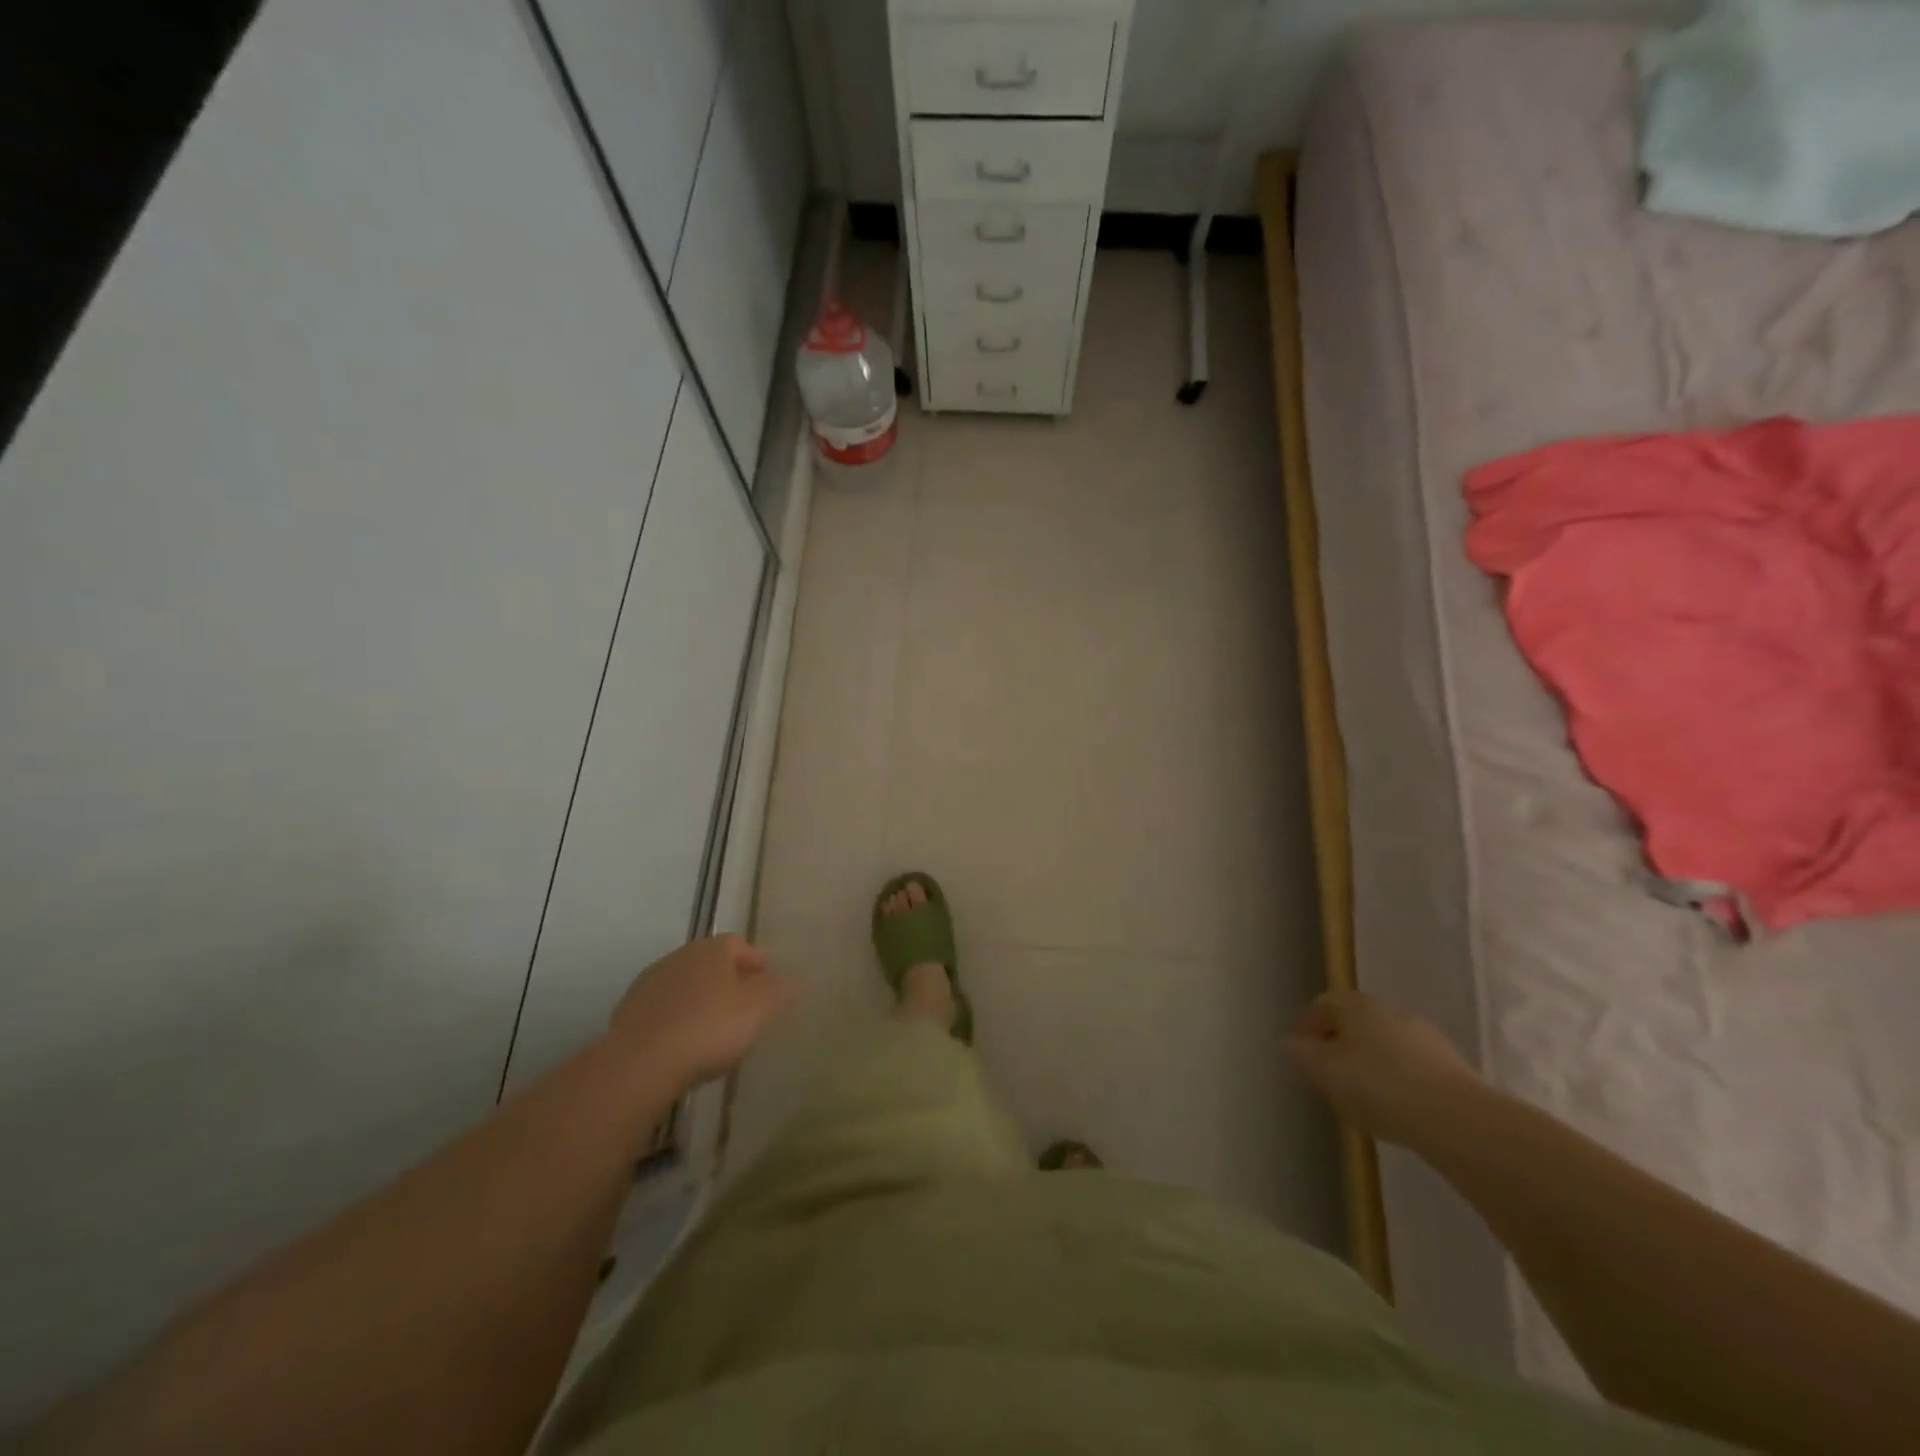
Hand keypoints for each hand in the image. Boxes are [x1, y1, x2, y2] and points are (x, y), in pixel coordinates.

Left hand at [608, 935, 793, 1092]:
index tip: (768, 982)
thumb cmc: (709, 1027)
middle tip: (746, 1006)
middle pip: (710, 963)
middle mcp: (678, 957)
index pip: (739, 944)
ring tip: (715, 1029)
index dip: (756, 961)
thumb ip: (779, 990)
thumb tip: (790, 980)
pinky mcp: (628, 1014)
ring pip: (685, 987)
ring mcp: (649, 985)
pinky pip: (664, 1012)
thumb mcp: (759, 1008)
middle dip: (729, 980)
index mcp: (711, 949)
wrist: (640, 1064)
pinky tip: (685, 1045)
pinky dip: (678, 1021)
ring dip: (701, 1001)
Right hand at [1285, 989, 1483, 1148]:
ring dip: (1369, 1065)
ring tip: (1360, 1099)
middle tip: (1326, 1076)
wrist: (1458, 1120)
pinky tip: (1395, 1110)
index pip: (1322, 1005)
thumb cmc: (1378, 1086)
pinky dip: (1397, 1082)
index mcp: (1356, 1004)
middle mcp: (1390, 1011)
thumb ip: (1301, 1055)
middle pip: (1354, 1024)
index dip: (1306, 1027)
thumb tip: (1290, 1043)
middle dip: (1338, 1046)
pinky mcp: (1452, 1068)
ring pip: (1384, 1046)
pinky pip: (1411, 1069)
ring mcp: (1425, 1038)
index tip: (1298, 1053)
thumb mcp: (1324, 1071)